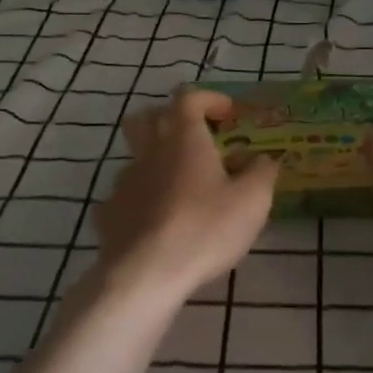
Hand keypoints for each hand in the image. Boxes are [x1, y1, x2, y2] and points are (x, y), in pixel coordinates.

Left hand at [94, 87, 278, 300]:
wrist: (145, 275)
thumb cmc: (205, 229)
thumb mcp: (253, 200)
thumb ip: (262, 172)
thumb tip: (263, 159)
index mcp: (184, 140)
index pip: (188, 98)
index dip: (209, 99)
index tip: (227, 114)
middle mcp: (150, 152)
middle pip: (147, 117)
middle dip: (170, 119)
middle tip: (194, 139)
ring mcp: (123, 183)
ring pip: (136, 158)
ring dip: (157, 162)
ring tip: (180, 189)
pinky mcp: (108, 214)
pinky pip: (125, 197)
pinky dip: (141, 201)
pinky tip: (156, 221)